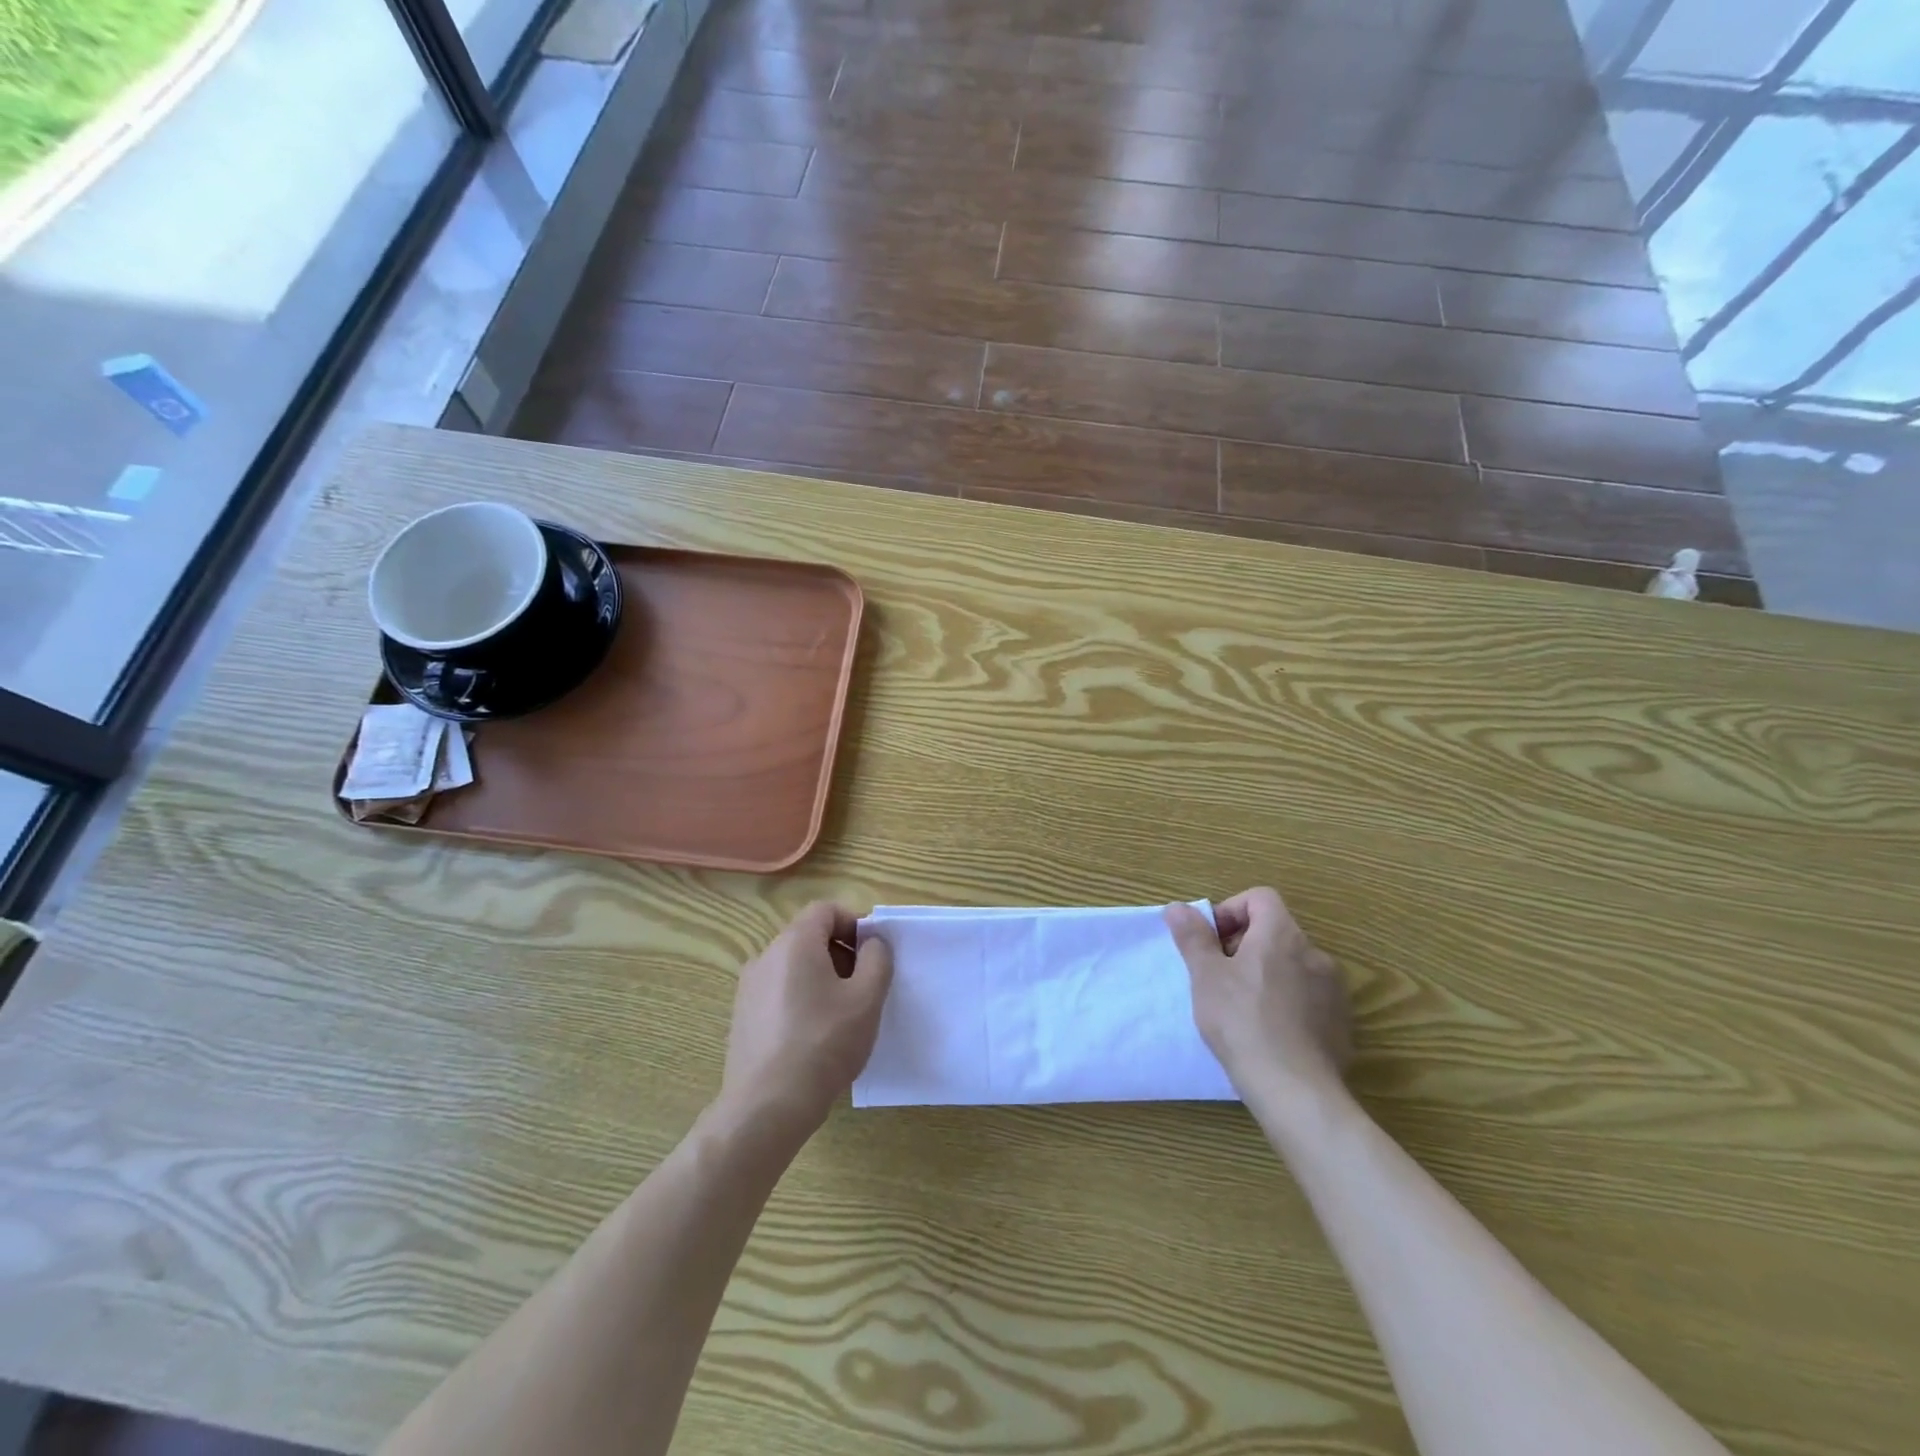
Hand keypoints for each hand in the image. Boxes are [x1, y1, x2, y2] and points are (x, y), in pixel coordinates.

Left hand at [720, 903, 893, 1137]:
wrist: (767, 1107)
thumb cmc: (824, 1043)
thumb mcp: (867, 998)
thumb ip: (877, 959)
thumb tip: (871, 944)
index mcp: (794, 943)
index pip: (825, 910)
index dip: (854, 923)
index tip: (874, 953)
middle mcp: (765, 957)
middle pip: (809, 936)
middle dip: (841, 952)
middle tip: (864, 986)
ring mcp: (748, 989)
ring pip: (793, 967)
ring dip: (822, 978)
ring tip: (842, 1015)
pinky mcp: (742, 1018)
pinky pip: (778, 993)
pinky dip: (801, 1000)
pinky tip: (815, 1037)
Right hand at [1165, 888, 1350, 1099]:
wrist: (1295, 1090)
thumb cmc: (1242, 1022)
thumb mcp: (1206, 977)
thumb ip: (1193, 937)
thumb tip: (1177, 908)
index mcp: (1282, 934)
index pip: (1260, 898)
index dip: (1231, 911)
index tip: (1212, 942)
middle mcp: (1314, 953)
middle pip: (1275, 930)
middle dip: (1244, 945)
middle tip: (1219, 976)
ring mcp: (1334, 989)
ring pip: (1292, 965)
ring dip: (1266, 973)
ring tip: (1242, 1006)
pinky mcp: (1342, 1022)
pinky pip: (1309, 996)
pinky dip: (1287, 1001)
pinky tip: (1269, 1031)